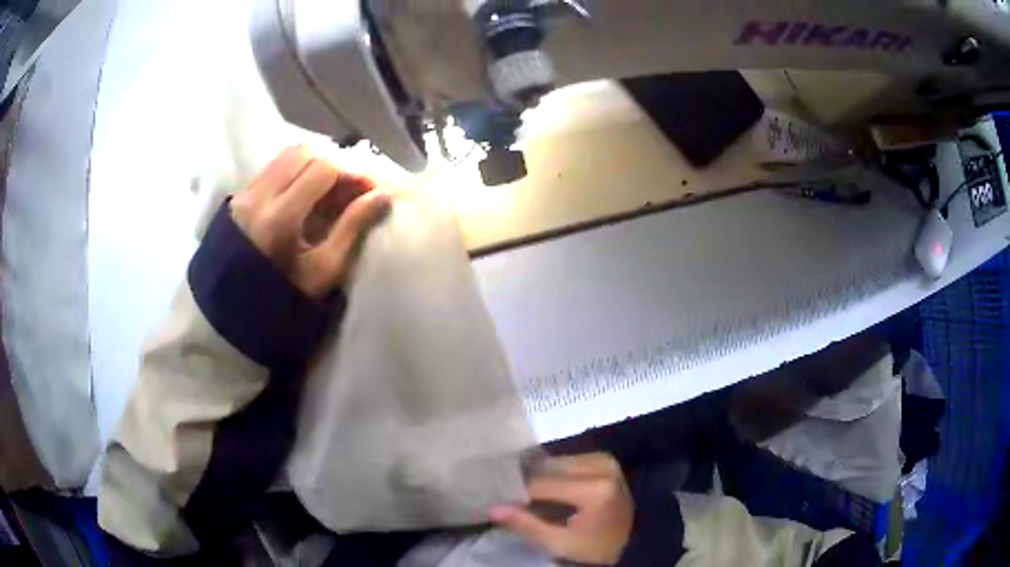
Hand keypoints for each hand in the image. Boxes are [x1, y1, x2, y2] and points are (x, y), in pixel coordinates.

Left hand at [230, 145, 390, 298]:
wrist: (231, 313)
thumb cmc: (282, 299)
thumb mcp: (323, 271)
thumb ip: (352, 228)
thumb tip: (380, 195)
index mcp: (280, 218)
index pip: (324, 168)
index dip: (354, 170)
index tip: (371, 187)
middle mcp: (259, 195)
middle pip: (306, 151)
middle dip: (336, 162)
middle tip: (352, 184)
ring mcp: (246, 192)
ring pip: (288, 154)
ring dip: (316, 162)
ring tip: (331, 186)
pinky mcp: (239, 195)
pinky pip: (273, 166)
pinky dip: (297, 169)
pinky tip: (306, 191)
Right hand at [489, 453, 633, 564]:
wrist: (627, 546)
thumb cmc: (591, 549)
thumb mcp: (557, 543)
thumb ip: (525, 524)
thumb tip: (490, 508)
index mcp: (595, 489)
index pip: (543, 484)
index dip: (518, 493)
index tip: (499, 500)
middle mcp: (603, 467)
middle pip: (550, 468)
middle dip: (529, 482)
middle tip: (510, 496)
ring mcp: (606, 461)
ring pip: (559, 461)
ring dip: (541, 476)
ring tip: (526, 493)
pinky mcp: (606, 460)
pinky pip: (570, 461)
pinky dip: (555, 473)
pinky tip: (547, 488)